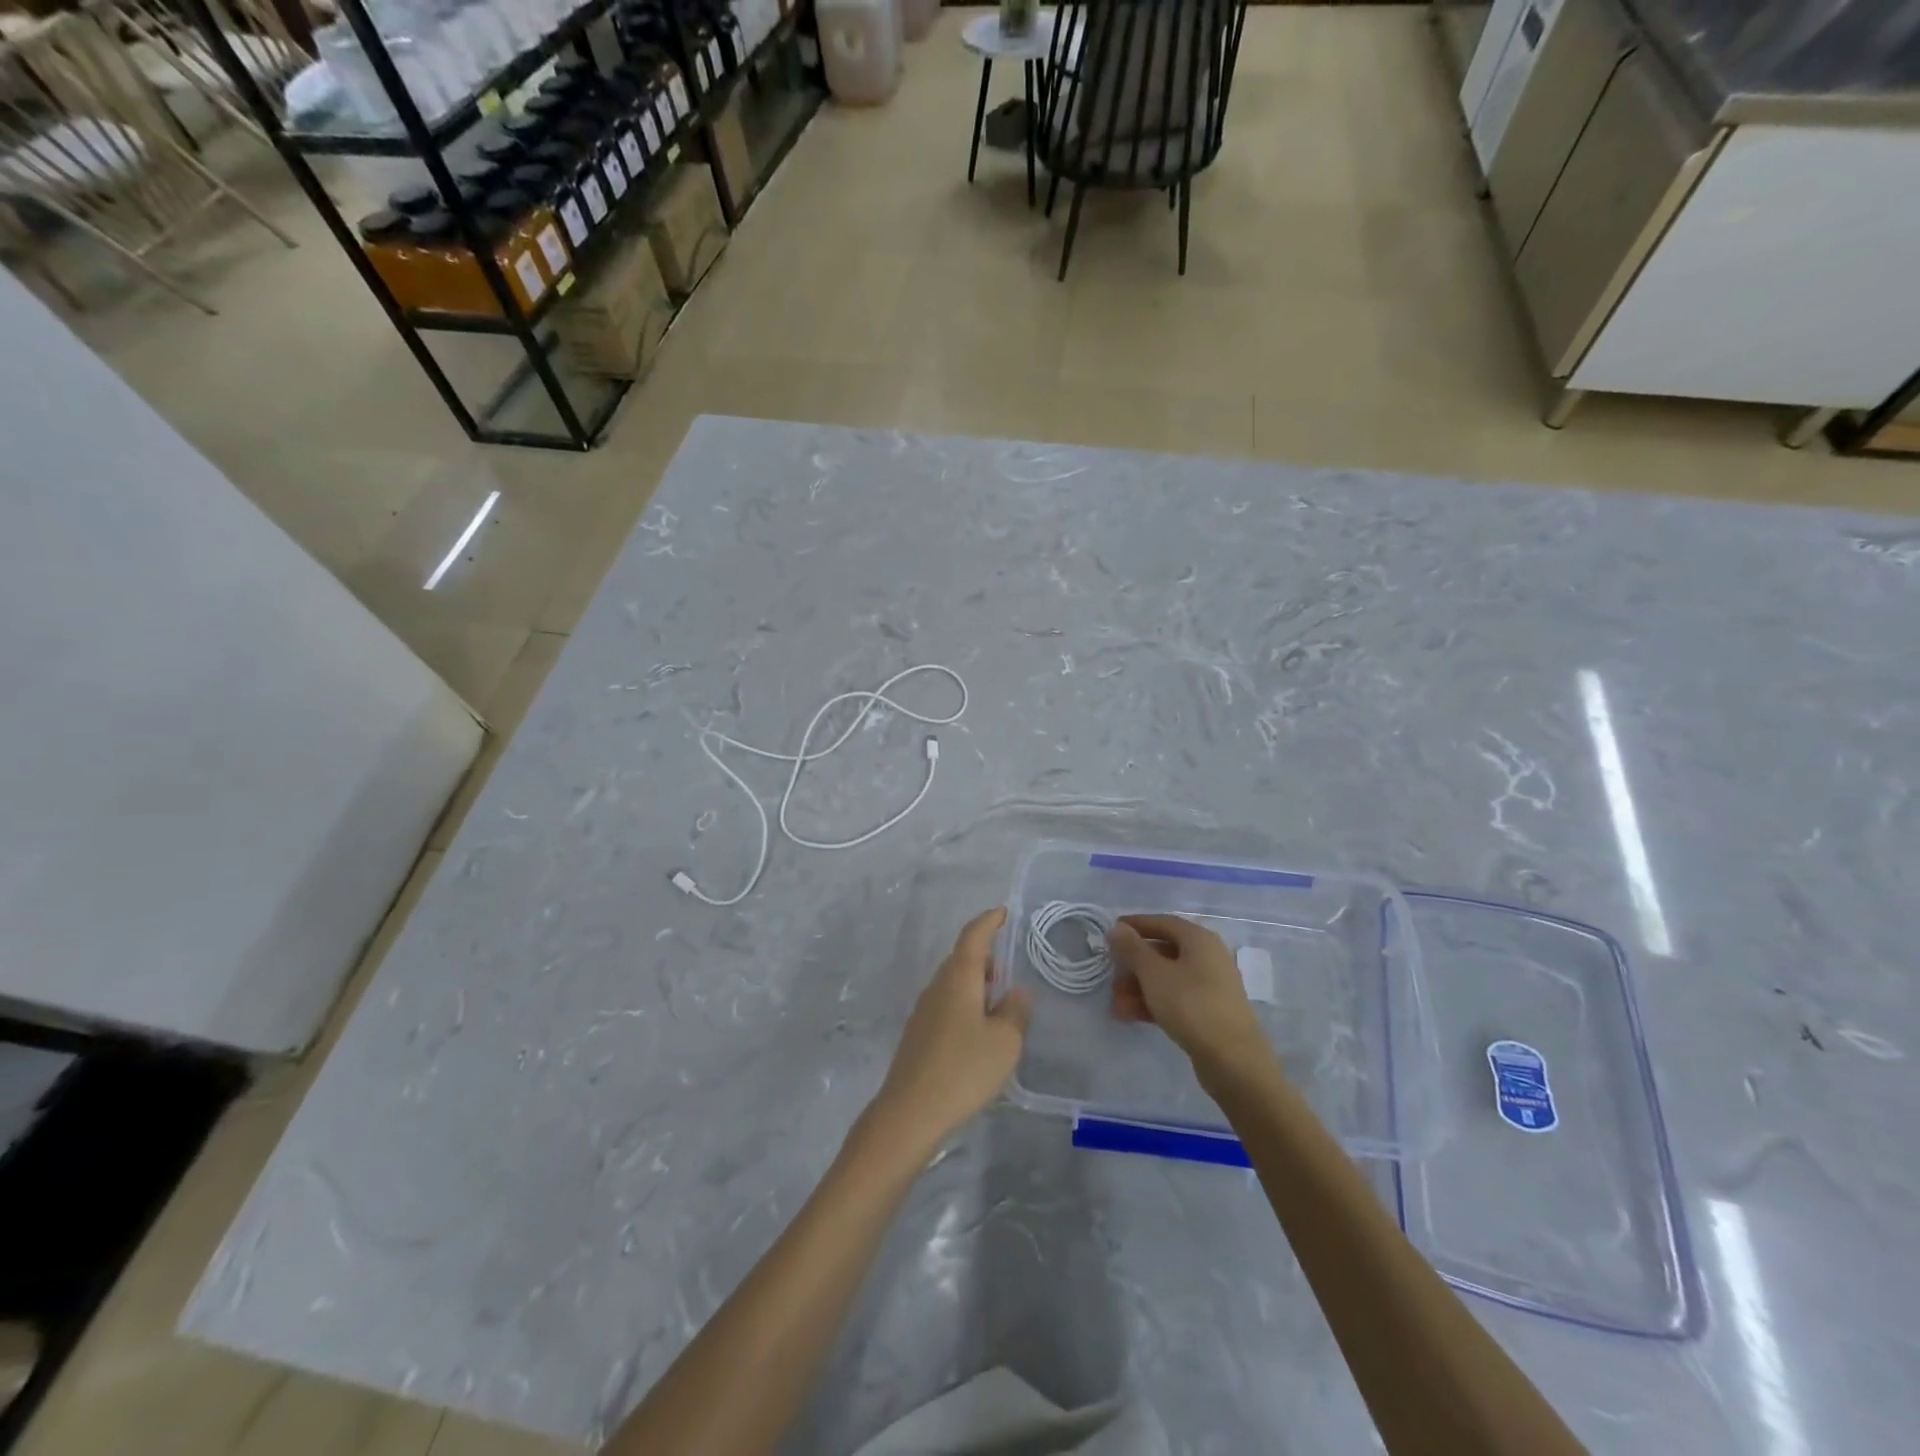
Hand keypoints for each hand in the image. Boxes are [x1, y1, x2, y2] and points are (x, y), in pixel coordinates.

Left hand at [864, 907, 1030, 1160]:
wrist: (910, 1112)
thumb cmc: (963, 1070)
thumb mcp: (1004, 1042)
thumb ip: (1016, 1012)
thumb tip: (1018, 992)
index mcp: (958, 978)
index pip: (973, 936)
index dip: (989, 921)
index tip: (1004, 912)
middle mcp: (937, 986)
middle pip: (962, 958)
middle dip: (986, 955)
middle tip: (1011, 963)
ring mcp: (923, 1010)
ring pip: (954, 982)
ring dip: (977, 982)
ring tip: (1000, 998)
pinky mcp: (918, 1034)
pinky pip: (947, 1004)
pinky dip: (966, 1003)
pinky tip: (980, 1029)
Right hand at [1108, 914, 1272, 1075]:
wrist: (1233, 1060)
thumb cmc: (1191, 1005)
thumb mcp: (1154, 973)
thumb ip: (1132, 948)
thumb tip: (1118, 928)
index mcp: (1199, 939)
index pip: (1162, 922)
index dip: (1136, 925)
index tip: (1111, 932)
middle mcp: (1208, 957)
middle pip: (1163, 951)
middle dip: (1133, 964)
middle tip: (1110, 975)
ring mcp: (1211, 986)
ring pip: (1167, 978)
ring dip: (1139, 987)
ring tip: (1116, 1003)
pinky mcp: (1210, 1012)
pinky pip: (1176, 998)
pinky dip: (1154, 1003)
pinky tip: (1131, 1016)